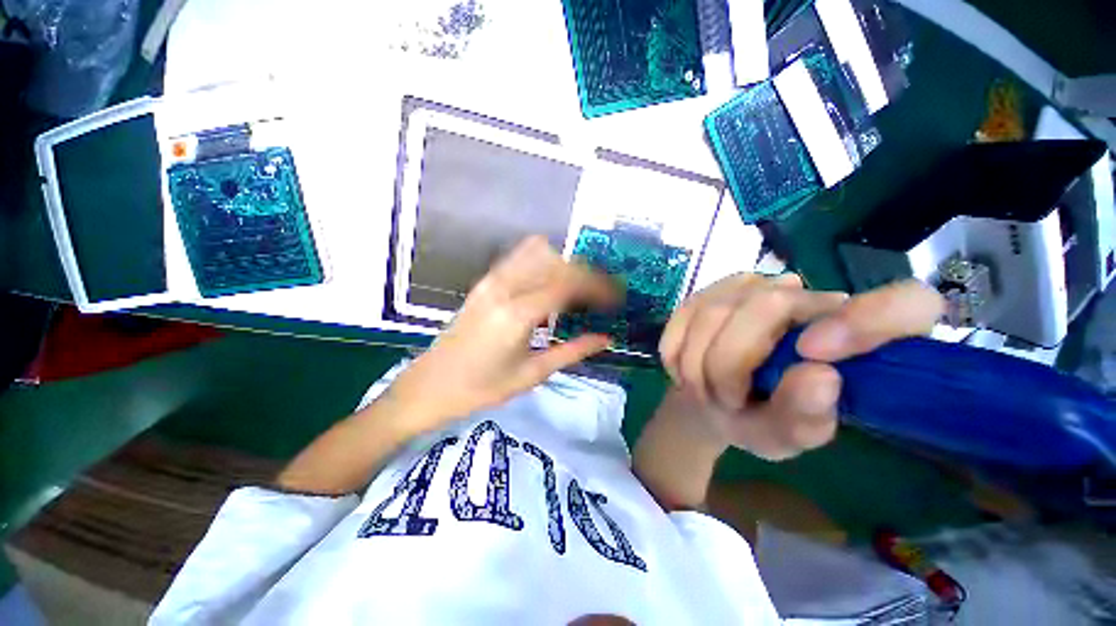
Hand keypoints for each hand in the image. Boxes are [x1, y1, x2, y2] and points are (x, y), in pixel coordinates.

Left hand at [389, 236, 617, 427]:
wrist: (429, 386)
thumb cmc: (481, 389)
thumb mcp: (532, 374)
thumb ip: (573, 351)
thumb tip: (606, 338)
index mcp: (517, 313)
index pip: (568, 284)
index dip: (598, 287)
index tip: (616, 298)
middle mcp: (504, 286)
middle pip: (557, 260)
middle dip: (586, 273)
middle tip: (601, 296)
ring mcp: (491, 280)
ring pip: (538, 251)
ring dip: (565, 265)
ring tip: (579, 290)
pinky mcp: (484, 282)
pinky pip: (520, 258)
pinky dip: (544, 263)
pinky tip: (551, 285)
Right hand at [658, 273, 943, 460]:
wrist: (710, 397)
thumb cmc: (758, 419)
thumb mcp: (784, 436)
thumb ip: (805, 418)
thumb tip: (819, 377)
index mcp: (857, 336)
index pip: (907, 303)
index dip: (869, 320)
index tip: (814, 355)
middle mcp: (808, 295)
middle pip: (768, 304)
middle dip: (731, 362)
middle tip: (725, 399)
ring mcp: (750, 286)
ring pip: (714, 312)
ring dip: (699, 363)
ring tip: (704, 389)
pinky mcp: (706, 291)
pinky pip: (683, 316)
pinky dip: (678, 350)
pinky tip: (685, 368)